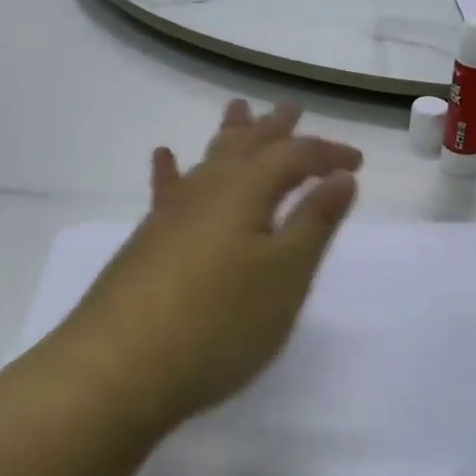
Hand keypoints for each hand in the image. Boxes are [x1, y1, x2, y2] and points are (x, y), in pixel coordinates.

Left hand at [56, 101, 362, 431]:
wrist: (117, 369)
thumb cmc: (218, 322)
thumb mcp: (285, 275)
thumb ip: (314, 222)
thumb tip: (342, 177)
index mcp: (246, 190)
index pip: (295, 156)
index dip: (328, 154)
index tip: (357, 162)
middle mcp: (208, 190)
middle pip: (247, 146)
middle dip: (275, 128)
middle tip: (291, 107)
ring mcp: (172, 213)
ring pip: (210, 160)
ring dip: (230, 135)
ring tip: (239, 110)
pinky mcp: (148, 240)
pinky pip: (167, 190)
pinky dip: (171, 170)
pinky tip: (164, 156)